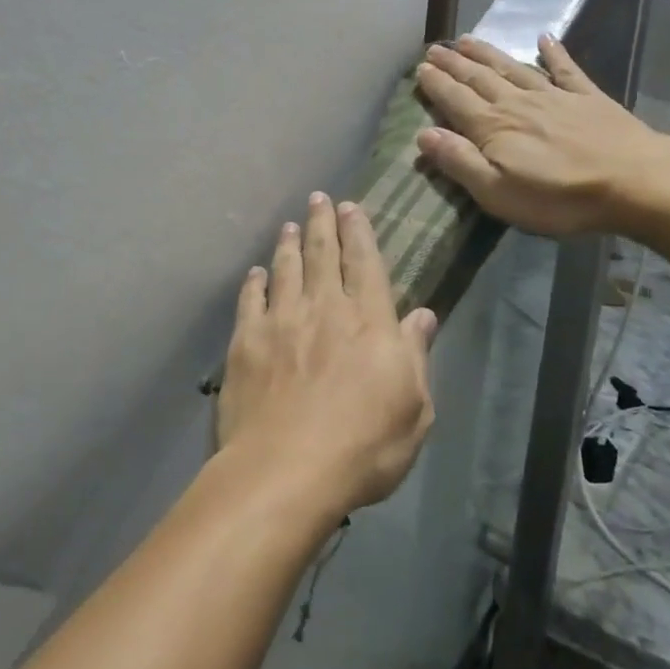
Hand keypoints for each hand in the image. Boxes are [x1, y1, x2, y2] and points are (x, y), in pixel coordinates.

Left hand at [217, 194, 437, 520]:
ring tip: (289, 226)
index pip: (365, 264)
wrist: (286, 470)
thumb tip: (423, 315)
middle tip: (318, 198)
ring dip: (289, 245)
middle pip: (323, 255)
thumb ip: (416, 356)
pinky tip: (255, 273)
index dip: (359, 232)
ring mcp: (281, 322)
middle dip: (322, 223)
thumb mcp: (414, 408)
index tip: (350, 206)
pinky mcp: (246, 342)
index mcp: (368, 322)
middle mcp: (324, 309)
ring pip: (286, 270)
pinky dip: (254, 283)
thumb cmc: (363, 446)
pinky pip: (250, 301)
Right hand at [414, 36, 669, 236]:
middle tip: (436, 48)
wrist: (633, 182)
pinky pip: (565, 69)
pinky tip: (544, 38)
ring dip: (488, 53)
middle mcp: (518, 103)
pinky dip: (553, 53)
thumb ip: (459, 162)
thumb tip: (424, 135)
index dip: (436, 84)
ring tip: (468, 39)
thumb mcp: (498, 192)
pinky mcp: (587, 98)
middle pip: (480, 79)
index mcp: (493, 127)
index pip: (456, 100)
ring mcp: (554, 96)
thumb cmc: (559, 197)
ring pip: (513, 68)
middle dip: (455, 63)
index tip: (421, 68)